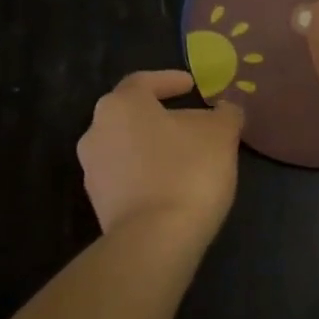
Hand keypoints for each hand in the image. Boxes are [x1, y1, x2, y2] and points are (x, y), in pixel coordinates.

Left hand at [78, 70, 243, 231]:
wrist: (155, 238)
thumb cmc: (188, 170)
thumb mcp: (221, 134)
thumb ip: (225, 114)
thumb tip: (225, 109)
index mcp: (122, 105)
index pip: (143, 81)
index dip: (169, 80)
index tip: (192, 85)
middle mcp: (96, 131)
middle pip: (132, 114)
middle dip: (162, 115)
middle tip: (194, 122)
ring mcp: (93, 169)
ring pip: (128, 146)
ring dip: (155, 146)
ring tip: (188, 155)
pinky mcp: (99, 202)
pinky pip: (127, 175)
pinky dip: (149, 172)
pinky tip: (175, 183)